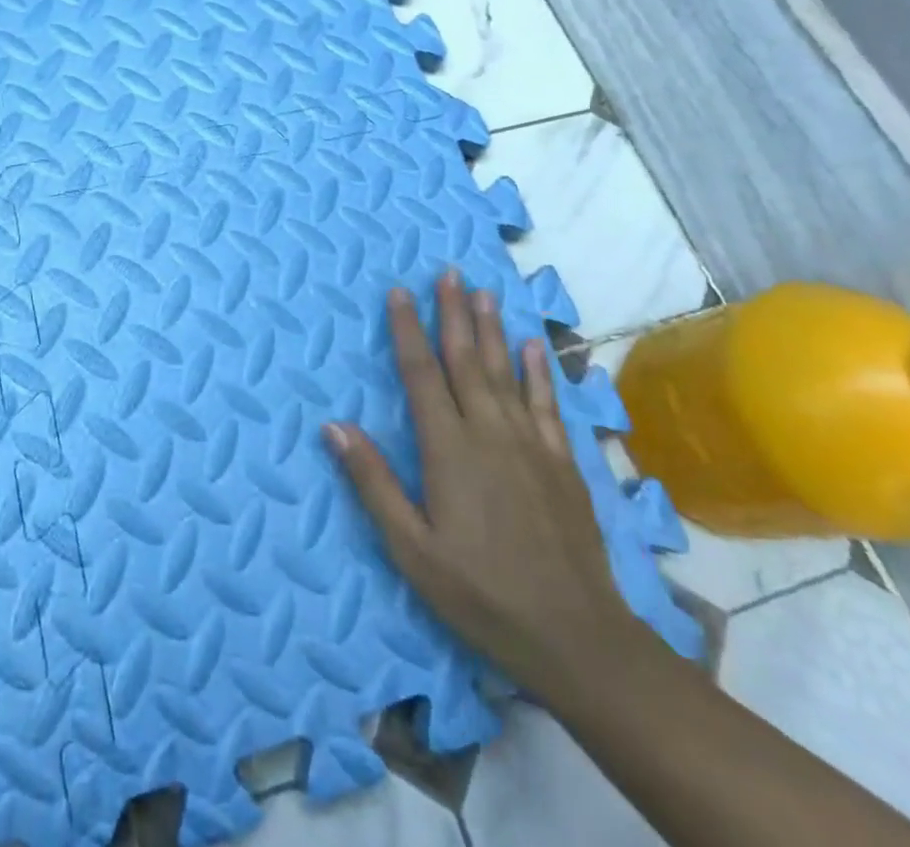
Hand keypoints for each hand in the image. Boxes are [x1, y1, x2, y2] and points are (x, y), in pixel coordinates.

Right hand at [325, 269, 637, 688]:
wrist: (576, 638)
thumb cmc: (480, 594)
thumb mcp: (411, 548)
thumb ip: (372, 481)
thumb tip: (333, 424)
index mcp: (449, 449)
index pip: (421, 374)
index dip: (407, 329)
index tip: (399, 291)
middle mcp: (490, 432)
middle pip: (467, 359)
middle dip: (453, 313)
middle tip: (448, 271)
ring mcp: (531, 444)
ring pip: (506, 371)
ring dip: (492, 329)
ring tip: (484, 291)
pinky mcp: (563, 462)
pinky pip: (546, 403)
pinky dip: (538, 370)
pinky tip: (533, 346)